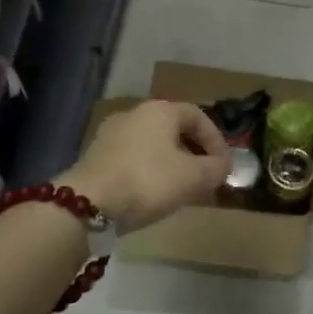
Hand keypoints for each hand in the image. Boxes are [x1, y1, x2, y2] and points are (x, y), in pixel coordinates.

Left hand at [64, 100, 230, 229]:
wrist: (88, 202)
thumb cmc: (149, 181)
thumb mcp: (194, 177)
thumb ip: (216, 169)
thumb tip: (224, 166)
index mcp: (160, 110)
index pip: (198, 116)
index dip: (216, 140)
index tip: (224, 165)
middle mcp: (134, 114)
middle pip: (174, 129)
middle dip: (194, 152)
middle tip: (206, 176)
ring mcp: (111, 134)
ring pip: (153, 144)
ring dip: (172, 163)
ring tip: (182, 188)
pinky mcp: (96, 156)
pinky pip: (133, 158)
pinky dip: (149, 171)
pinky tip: (153, 193)